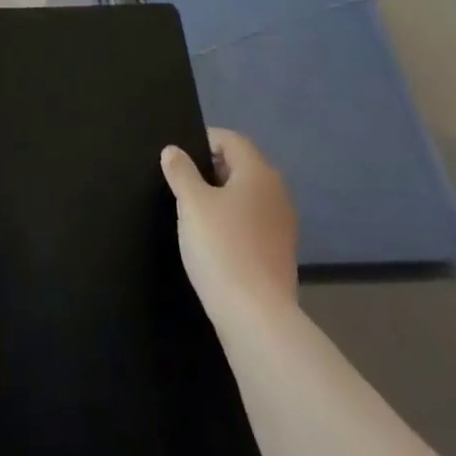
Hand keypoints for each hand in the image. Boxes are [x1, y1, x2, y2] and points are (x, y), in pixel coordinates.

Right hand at [160, 128, 297, 326]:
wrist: (257, 316)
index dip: (204, 140)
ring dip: (222, 195)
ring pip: (247, 195)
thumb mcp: (191, 203)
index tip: (178, 156)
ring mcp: (282, 224)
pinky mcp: (280, 252)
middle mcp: (277, 193)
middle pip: (242, 165)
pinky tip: (213, 239)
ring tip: (193, 211)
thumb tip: (173, 150)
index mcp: (258, 173)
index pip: (232, 140)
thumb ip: (180, 171)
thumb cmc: (221, 247)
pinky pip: (253, 221)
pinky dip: (233, 220)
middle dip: (211, 168)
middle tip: (181, 182)